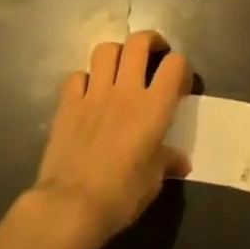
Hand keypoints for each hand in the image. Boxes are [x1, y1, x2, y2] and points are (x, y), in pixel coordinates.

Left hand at [31, 30, 191, 248]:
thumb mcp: (153, 182)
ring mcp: (94, 94)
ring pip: (106, 50)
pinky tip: (89, 94)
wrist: (71, 207)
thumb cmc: (121, 196)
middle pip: (139, 42)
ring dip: (116, 54)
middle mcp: (126, 91)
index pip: (175, 64)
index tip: (179, 83)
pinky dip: (86, 79)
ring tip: (120, 69)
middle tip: (153, 56)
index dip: (180, 68)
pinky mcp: (68, 104)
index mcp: (154, 107)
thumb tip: (181, 161)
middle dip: (150, 41)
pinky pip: (77, 76)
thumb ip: (167, 162)